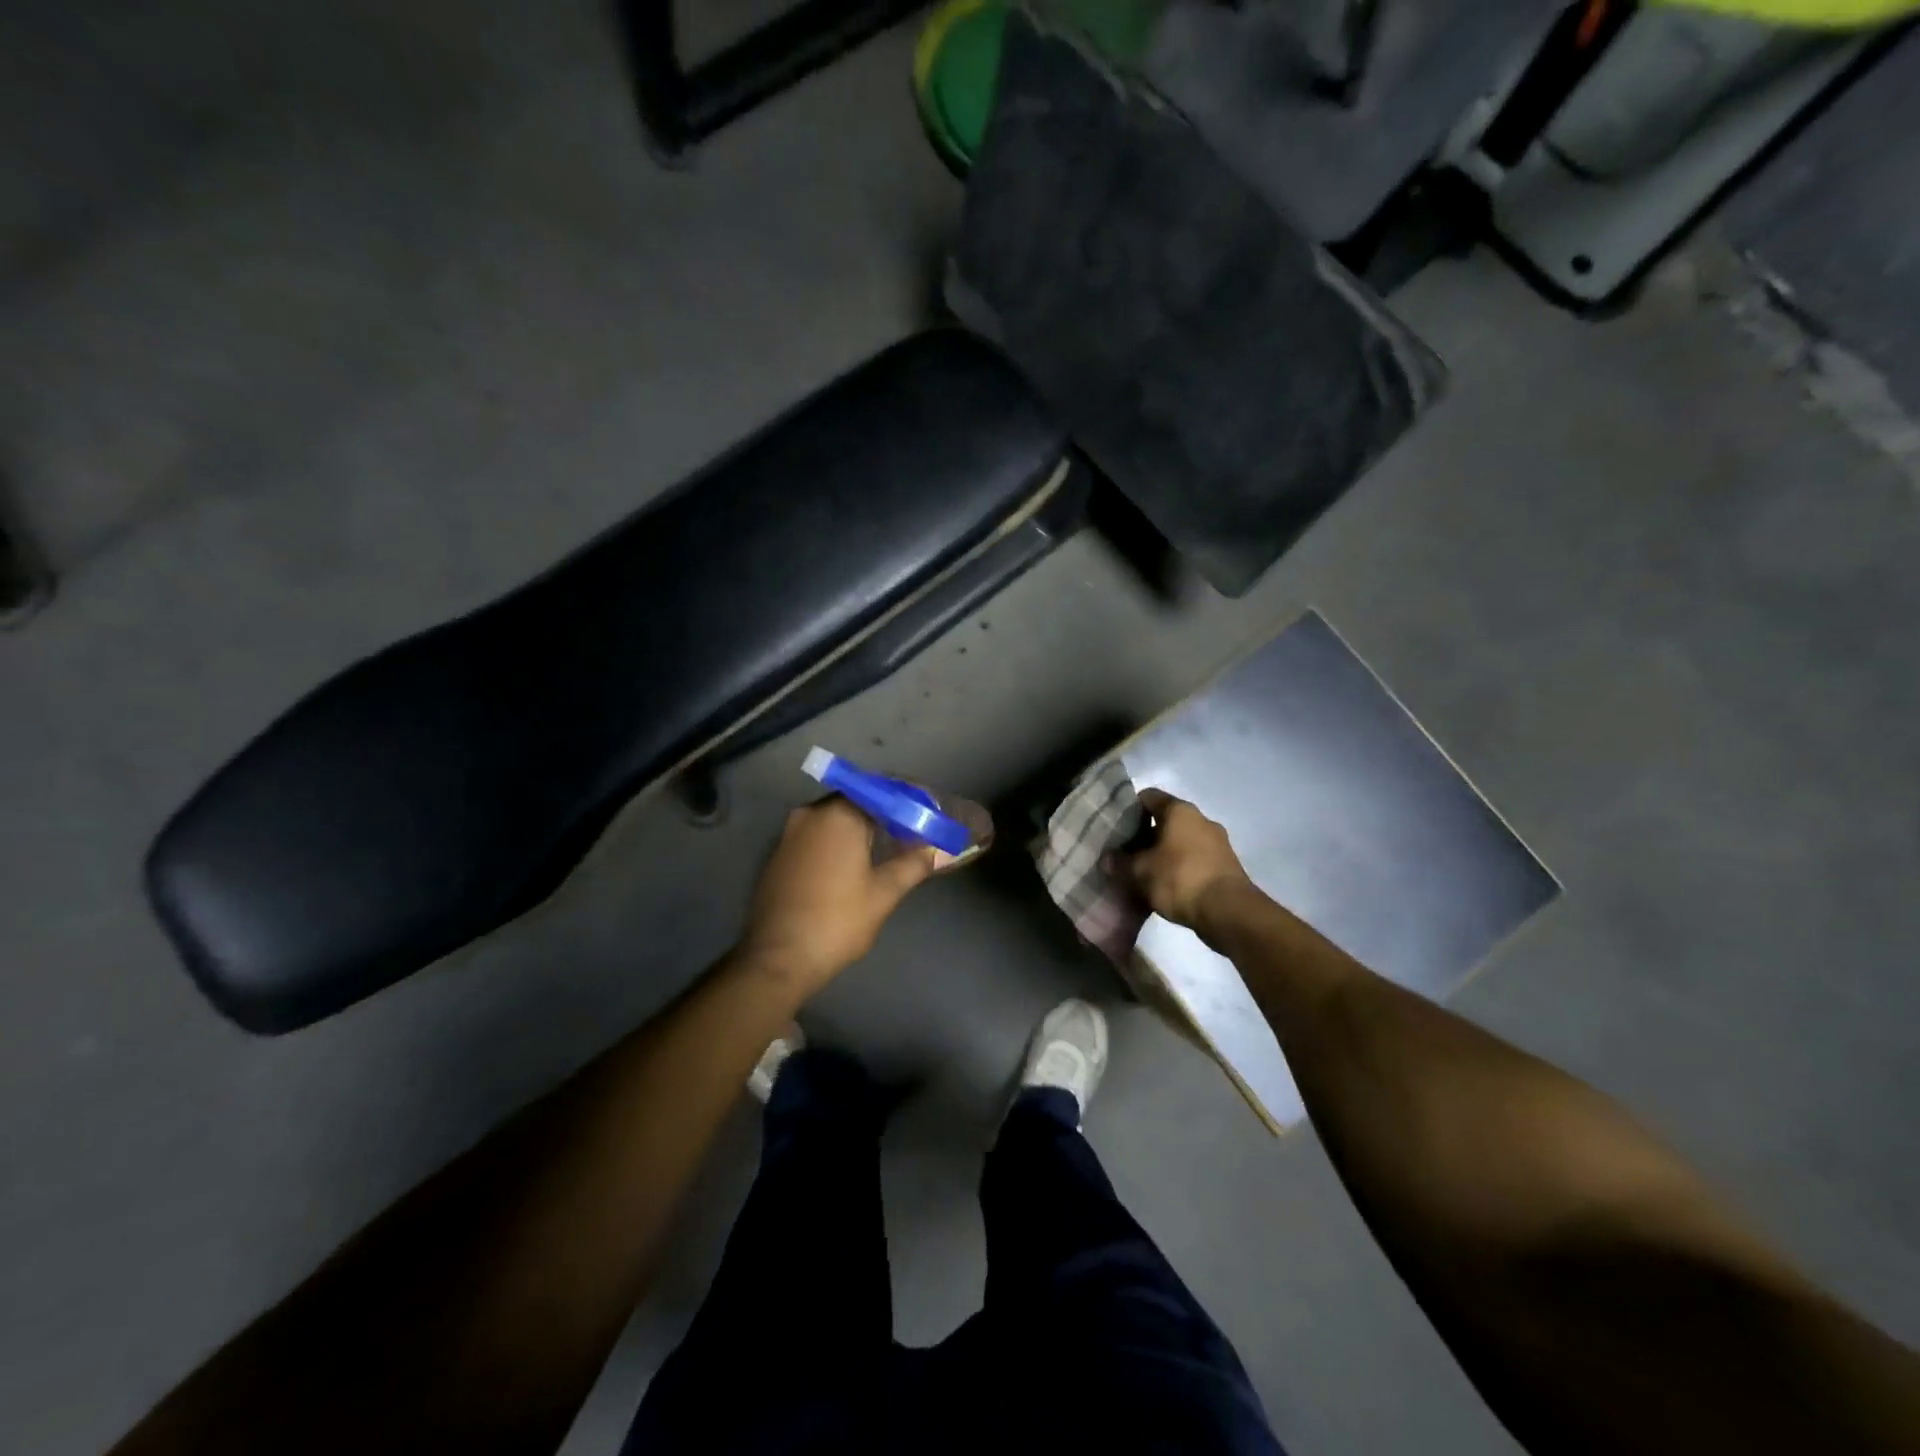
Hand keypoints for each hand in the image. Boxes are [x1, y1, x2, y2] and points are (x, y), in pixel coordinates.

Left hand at [735, 797, 936, 998]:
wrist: (777, 959)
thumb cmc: (837, 921)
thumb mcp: (883, 893)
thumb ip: (912, 864)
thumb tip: (936, 850)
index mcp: (838, 815)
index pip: (881, 790)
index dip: (908, 799)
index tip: (928, 812)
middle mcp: (810, 814)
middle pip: (856, 800)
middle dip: (886, 812)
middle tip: (912, 830)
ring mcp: (789, 834)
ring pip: (835, 818)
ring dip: (861, 827)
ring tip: (889, 845)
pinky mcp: (779, 855)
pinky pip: (817, 835)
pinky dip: (839, 840)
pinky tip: (855, 861)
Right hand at [1119, 789, 1255, 942]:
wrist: (1229, 912)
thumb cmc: (1180, 879)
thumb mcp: (1140, 872)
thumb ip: (1120, 863)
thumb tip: (1107, 859)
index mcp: (1180, 811)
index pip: (1148, 797)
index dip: (1129, 809)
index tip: (1116, 828)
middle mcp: (1201, 820)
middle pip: (1165, 820)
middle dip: (1145, 836)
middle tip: (1125, 853)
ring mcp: (1217, 843)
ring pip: (1181, 841)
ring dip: (1163, 854)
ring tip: (1144, 873)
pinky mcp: (1226, 866)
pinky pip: (1195, 860)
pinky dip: (1180, 869)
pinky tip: (1166, 886)